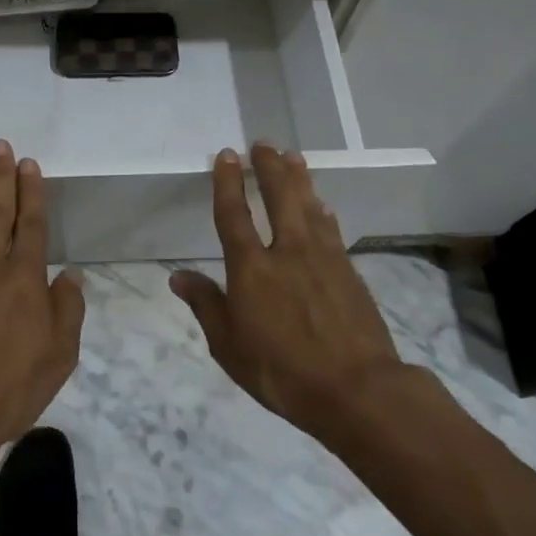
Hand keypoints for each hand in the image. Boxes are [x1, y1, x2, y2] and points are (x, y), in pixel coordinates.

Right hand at [171, 144, 407, 442]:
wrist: (358, 391)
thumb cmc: (282, 372)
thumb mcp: (229, 347)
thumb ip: (206, 306)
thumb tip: (178, 276)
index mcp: (251, 268)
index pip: (234, 215)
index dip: (228, 182)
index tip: (227, 155)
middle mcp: (287, 252)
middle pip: (278, 198)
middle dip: (269, 168)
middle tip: (264, 144)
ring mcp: (323, 259)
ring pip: (308, 207)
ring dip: (299, 179)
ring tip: (293, 156)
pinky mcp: (349, 272)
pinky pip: (332, 230)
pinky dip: (324, 212)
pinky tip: (323, 205)